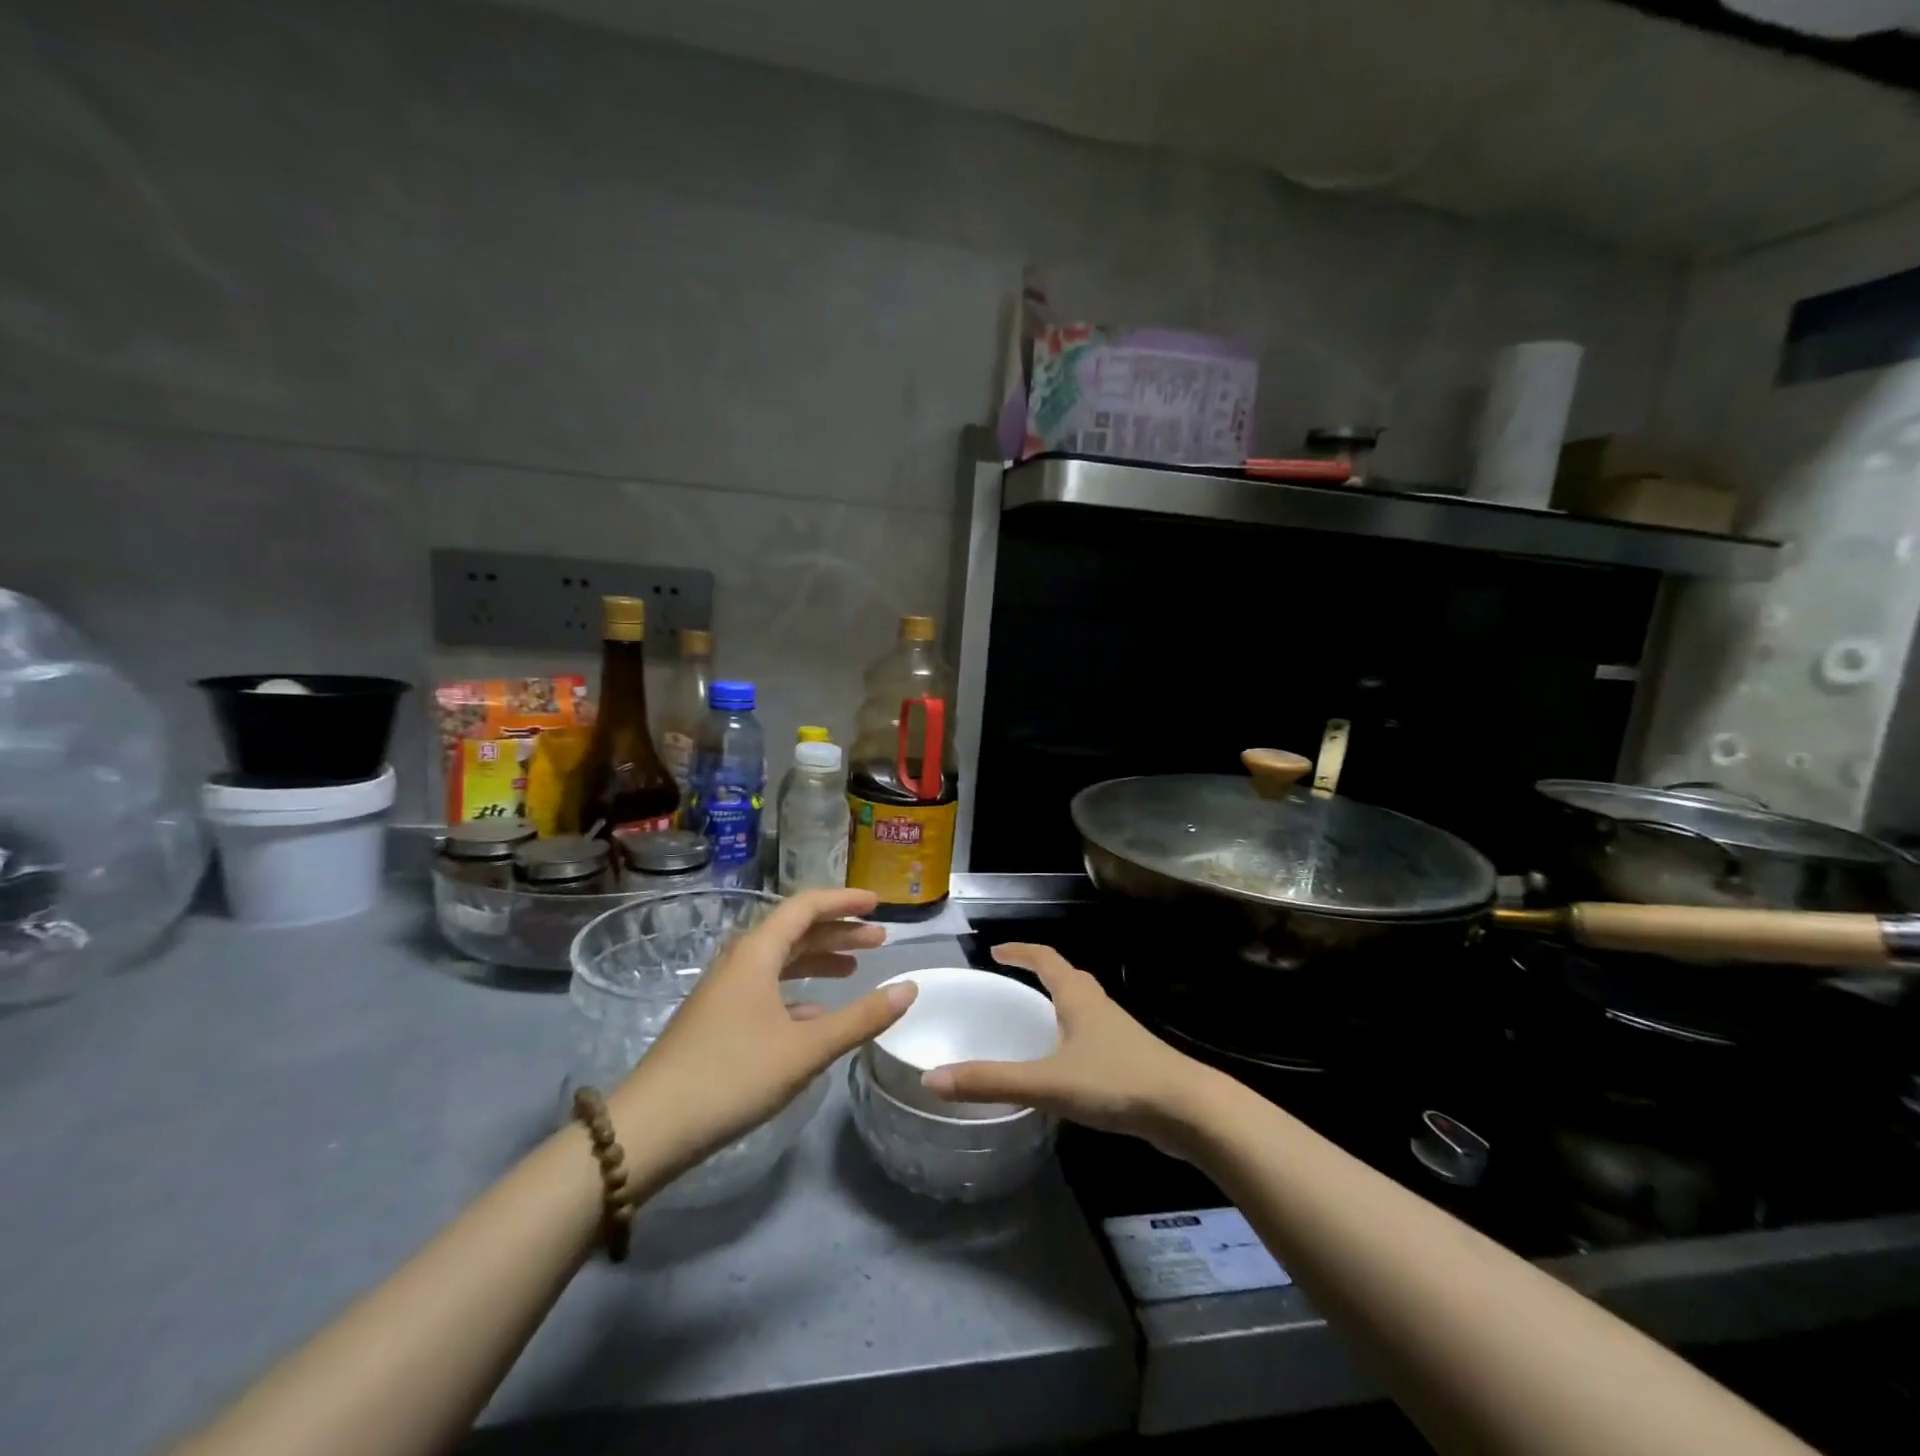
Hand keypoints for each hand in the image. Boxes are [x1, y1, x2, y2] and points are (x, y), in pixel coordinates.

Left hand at [610, 889, 914, 1186]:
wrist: (649, 1128)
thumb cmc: (732, 1076)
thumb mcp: (806, 1049)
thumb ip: (861, 1018)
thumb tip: (909, 988)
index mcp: (756, 953)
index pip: (805, 907)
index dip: (844, 901)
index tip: (878, 905)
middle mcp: (739, 961)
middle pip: (795, 931)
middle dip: (838, 932)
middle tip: (878, 940)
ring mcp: (724, 990)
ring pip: (780, 960)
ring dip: (818, 959)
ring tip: (855, 968)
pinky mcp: (717, 1019)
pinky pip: (767, 988)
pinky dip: (798, 991)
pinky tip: (817, 1014)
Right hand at [920, 943, 1214, 1154]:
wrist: (1187, 1110)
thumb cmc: (1116, 1081)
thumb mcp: (1048, 1082)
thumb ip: (992, 1081)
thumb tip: (932, 1079)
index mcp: (1078, 997)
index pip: (1045, 959)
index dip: (1021, 951)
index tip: (996, 950)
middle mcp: (1097, 1006)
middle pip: (1066, 977)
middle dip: (1039, 973)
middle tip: (1010, 980)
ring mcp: (1117, 1032)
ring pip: (1081, 1006)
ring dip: (1057, 1004)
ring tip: (1032, 1019)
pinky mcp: (1129, 1059)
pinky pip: (1091, 1035)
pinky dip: (1070, 1035)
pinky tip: (1063, 1064)